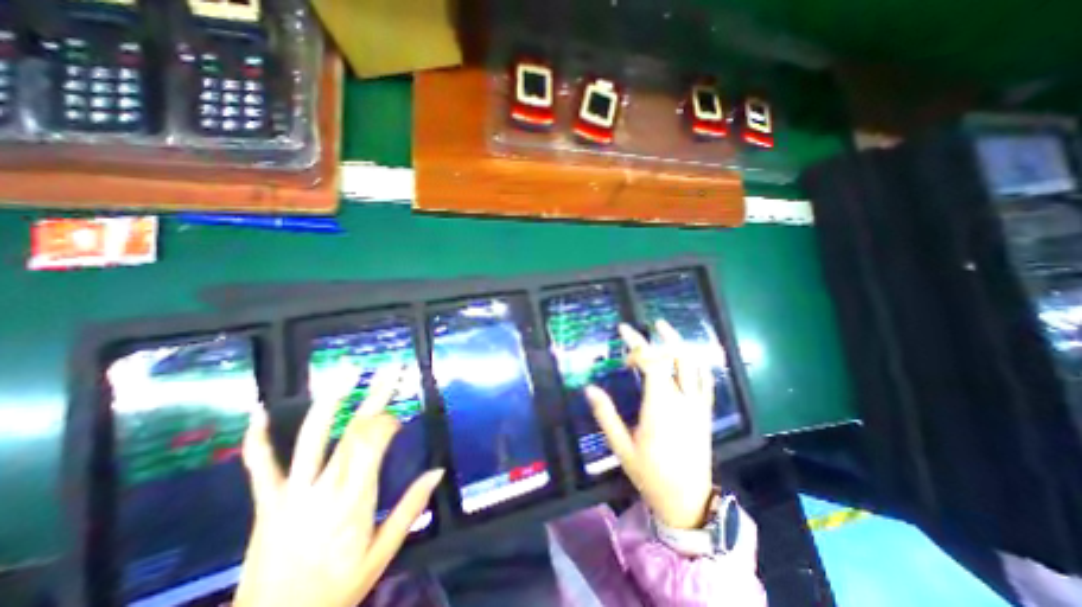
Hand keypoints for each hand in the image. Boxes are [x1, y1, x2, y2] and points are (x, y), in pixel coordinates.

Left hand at [235, 366, 439, 606]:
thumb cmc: (336, 591)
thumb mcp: (382, 553)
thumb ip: (411, 508)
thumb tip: (438, 470)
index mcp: (355, 501)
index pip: (375, 443)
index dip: (389, 421)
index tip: (399, 417)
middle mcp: (324, 488)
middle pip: (354, 430)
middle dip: (375, 396)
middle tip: (391, 369)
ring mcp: (291, 493)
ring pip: (312, 437)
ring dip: (331, 400)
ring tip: (346, 372)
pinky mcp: (266, 503)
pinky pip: (259, 466)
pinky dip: (257, 437)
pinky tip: (259, 409)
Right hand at [584, 319, 716, 527]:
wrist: (687, 501)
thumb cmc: (650, 474)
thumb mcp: (622, 446)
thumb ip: (606, 415)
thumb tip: (589, 389)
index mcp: (660, 406)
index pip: (652, 362)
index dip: (637, 344)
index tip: (623, 334)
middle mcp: (682, 400)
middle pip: (677, 357)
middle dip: (663, 337)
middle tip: (651, 323)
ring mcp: (697, 405)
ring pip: (695, 365)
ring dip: (682, 344)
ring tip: (668, 330)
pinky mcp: (705, 412)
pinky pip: (706, 381)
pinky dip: (698, 363)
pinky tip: (689, 356)